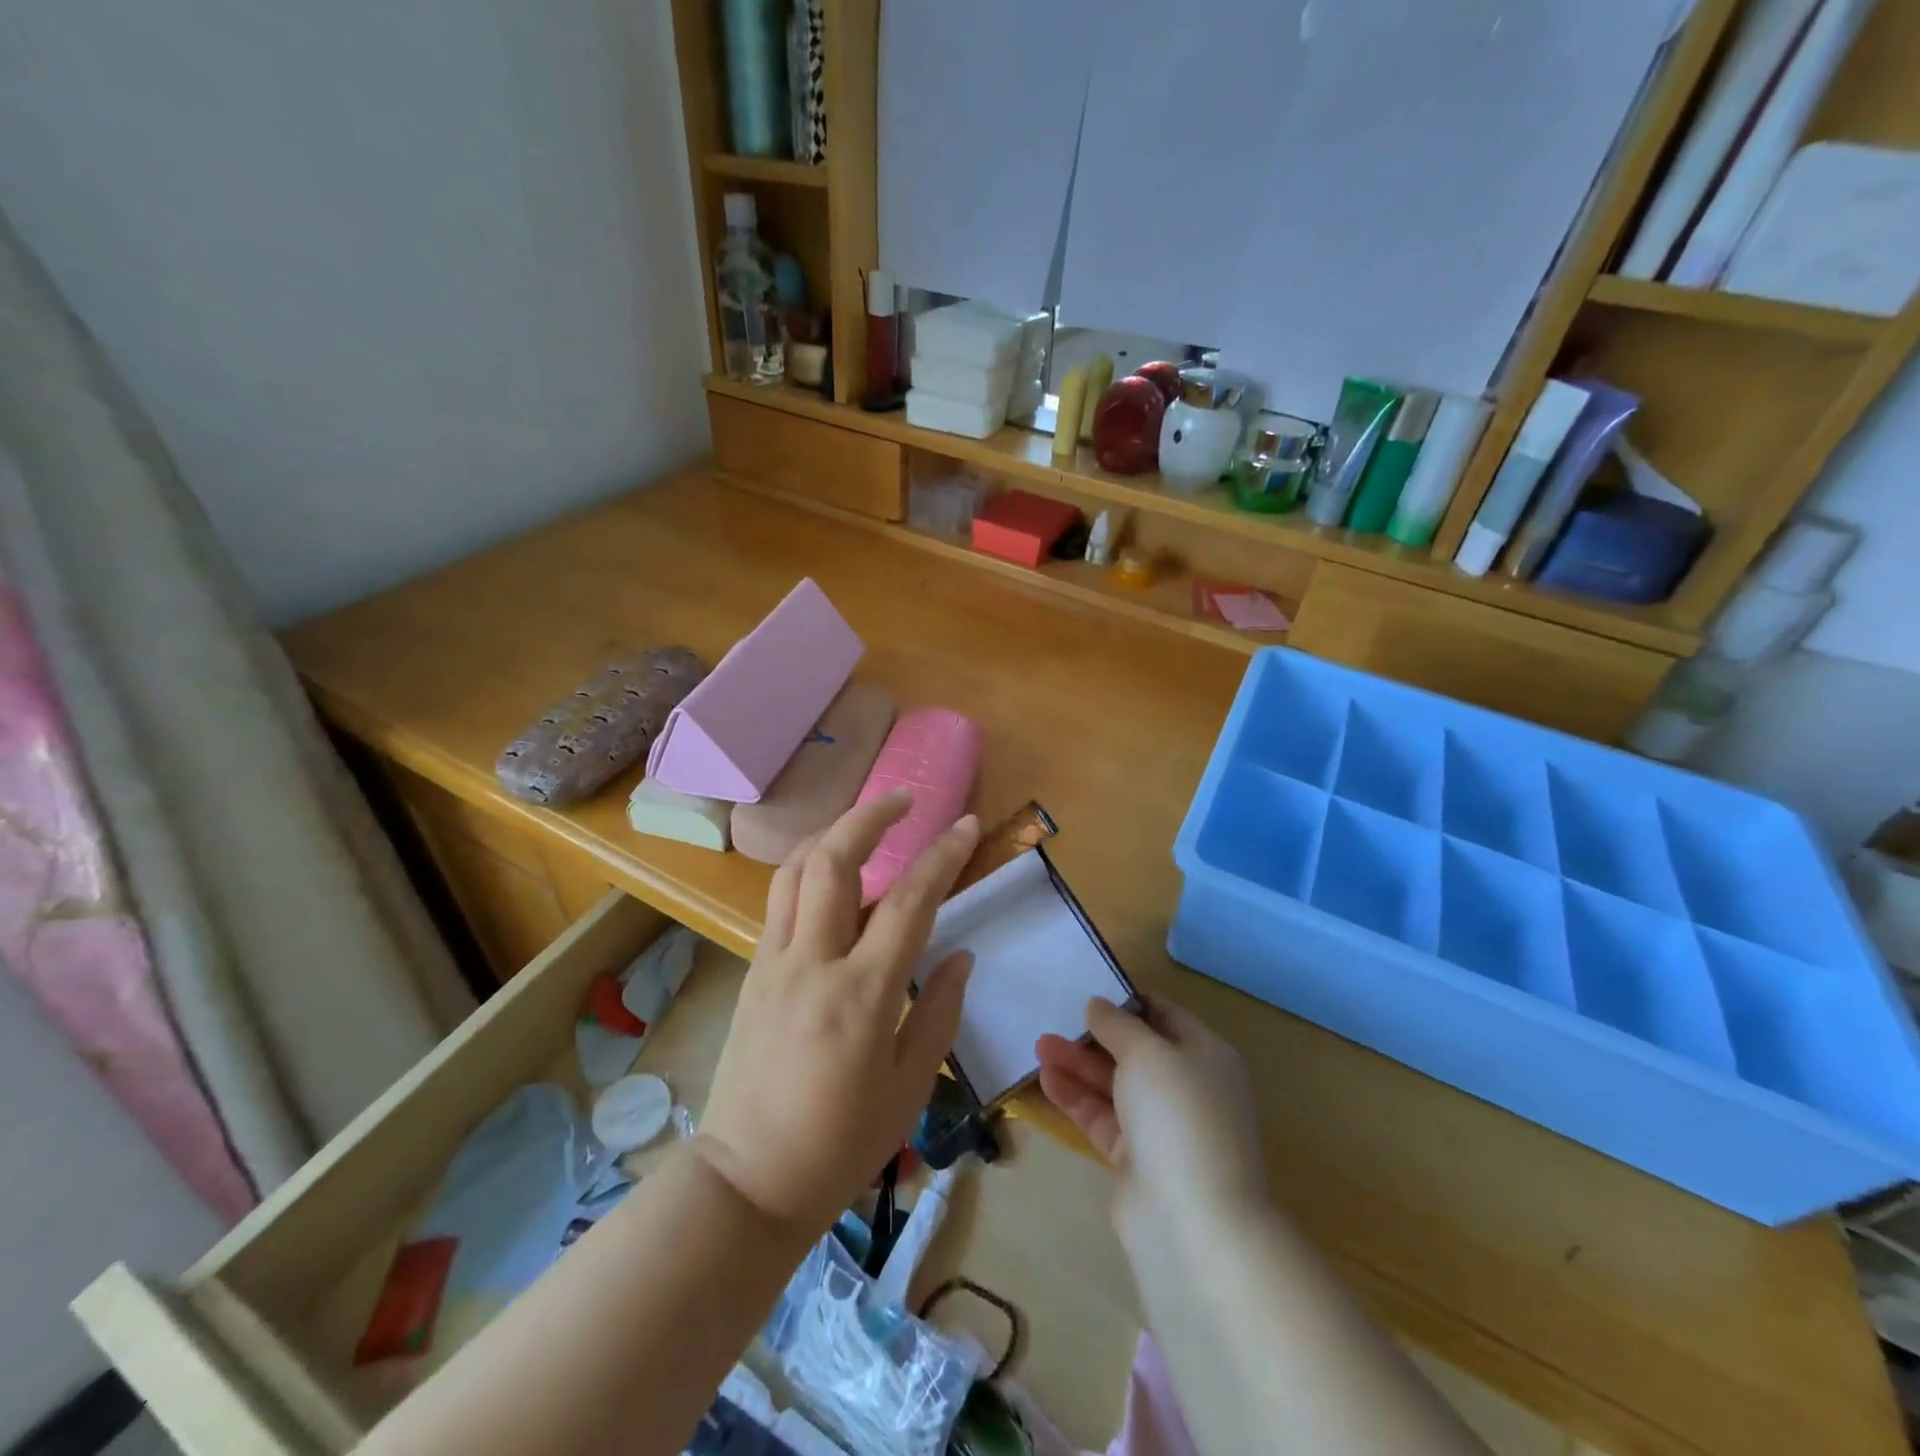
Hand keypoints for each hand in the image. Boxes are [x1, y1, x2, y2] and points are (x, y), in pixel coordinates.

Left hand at [695, 790, 979, 1232]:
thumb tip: (960, 954)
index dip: (942, 856)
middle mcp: (814, 962)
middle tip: (903, 798)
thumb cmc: (840, 1145)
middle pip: (834, 861)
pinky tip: (831, 878)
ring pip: (795, 870)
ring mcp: (774, 962)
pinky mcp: (753, 972)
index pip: (910, 902)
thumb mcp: (907, 1088)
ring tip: (864, 824)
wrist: (747, 1182)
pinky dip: (808, 870)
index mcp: (862, 994)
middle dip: (871, 816)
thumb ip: (938, 1012)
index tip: (967, 825)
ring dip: (832, 834)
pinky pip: (780, 901)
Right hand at [1036, 997, 1265, 1243]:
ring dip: (1079, 1064)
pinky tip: (1047, 1079)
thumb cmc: (1178, 1116)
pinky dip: (1077, 1098)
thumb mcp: (1147, 1053)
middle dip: (1095, 1035)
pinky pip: (1103, 1118)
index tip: (1089, 989)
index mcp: (1207, 1056)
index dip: (1128, 1001)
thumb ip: (1118, 1025)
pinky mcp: (1137, 1160)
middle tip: (1055, 1019)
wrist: (1194, 1223)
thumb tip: (1098, 1005)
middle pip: (1136, 1051)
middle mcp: (1188, 1088)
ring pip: (1115, 1085)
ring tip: (1039, 1045)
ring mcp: (1163, 1127)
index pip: (1165, 1015)